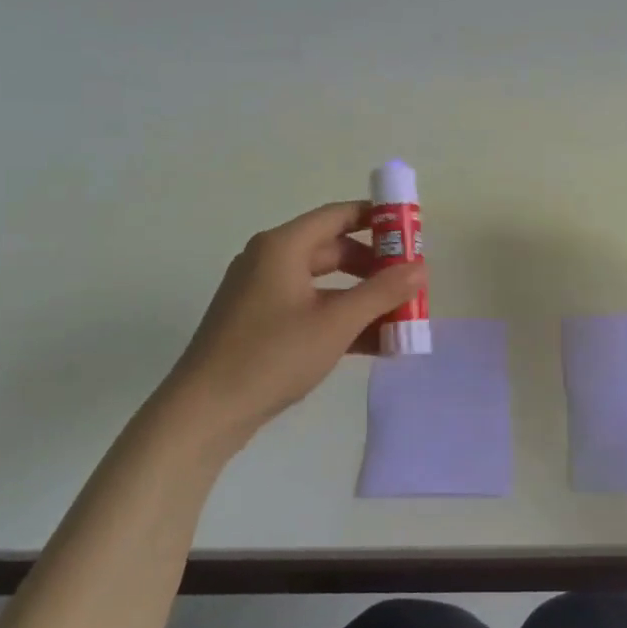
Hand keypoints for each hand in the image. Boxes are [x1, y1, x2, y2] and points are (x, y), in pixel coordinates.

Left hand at [161, 201, 427, 444]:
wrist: (204, 412)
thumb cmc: (271, 356)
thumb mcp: (335, 323)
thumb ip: (381, 293)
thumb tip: (421, 268)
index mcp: (282, 246)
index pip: (338, 215)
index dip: (377, 219)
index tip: (412, 232)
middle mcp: (270, 261)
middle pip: (333, 250)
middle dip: (375, 266)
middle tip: (411, 283)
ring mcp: (262, 294)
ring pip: (324, 284)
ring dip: (362, 299)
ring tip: (401, 319)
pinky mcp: (260, 324)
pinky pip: (310, 309)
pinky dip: (340, 320)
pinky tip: (374, 344)